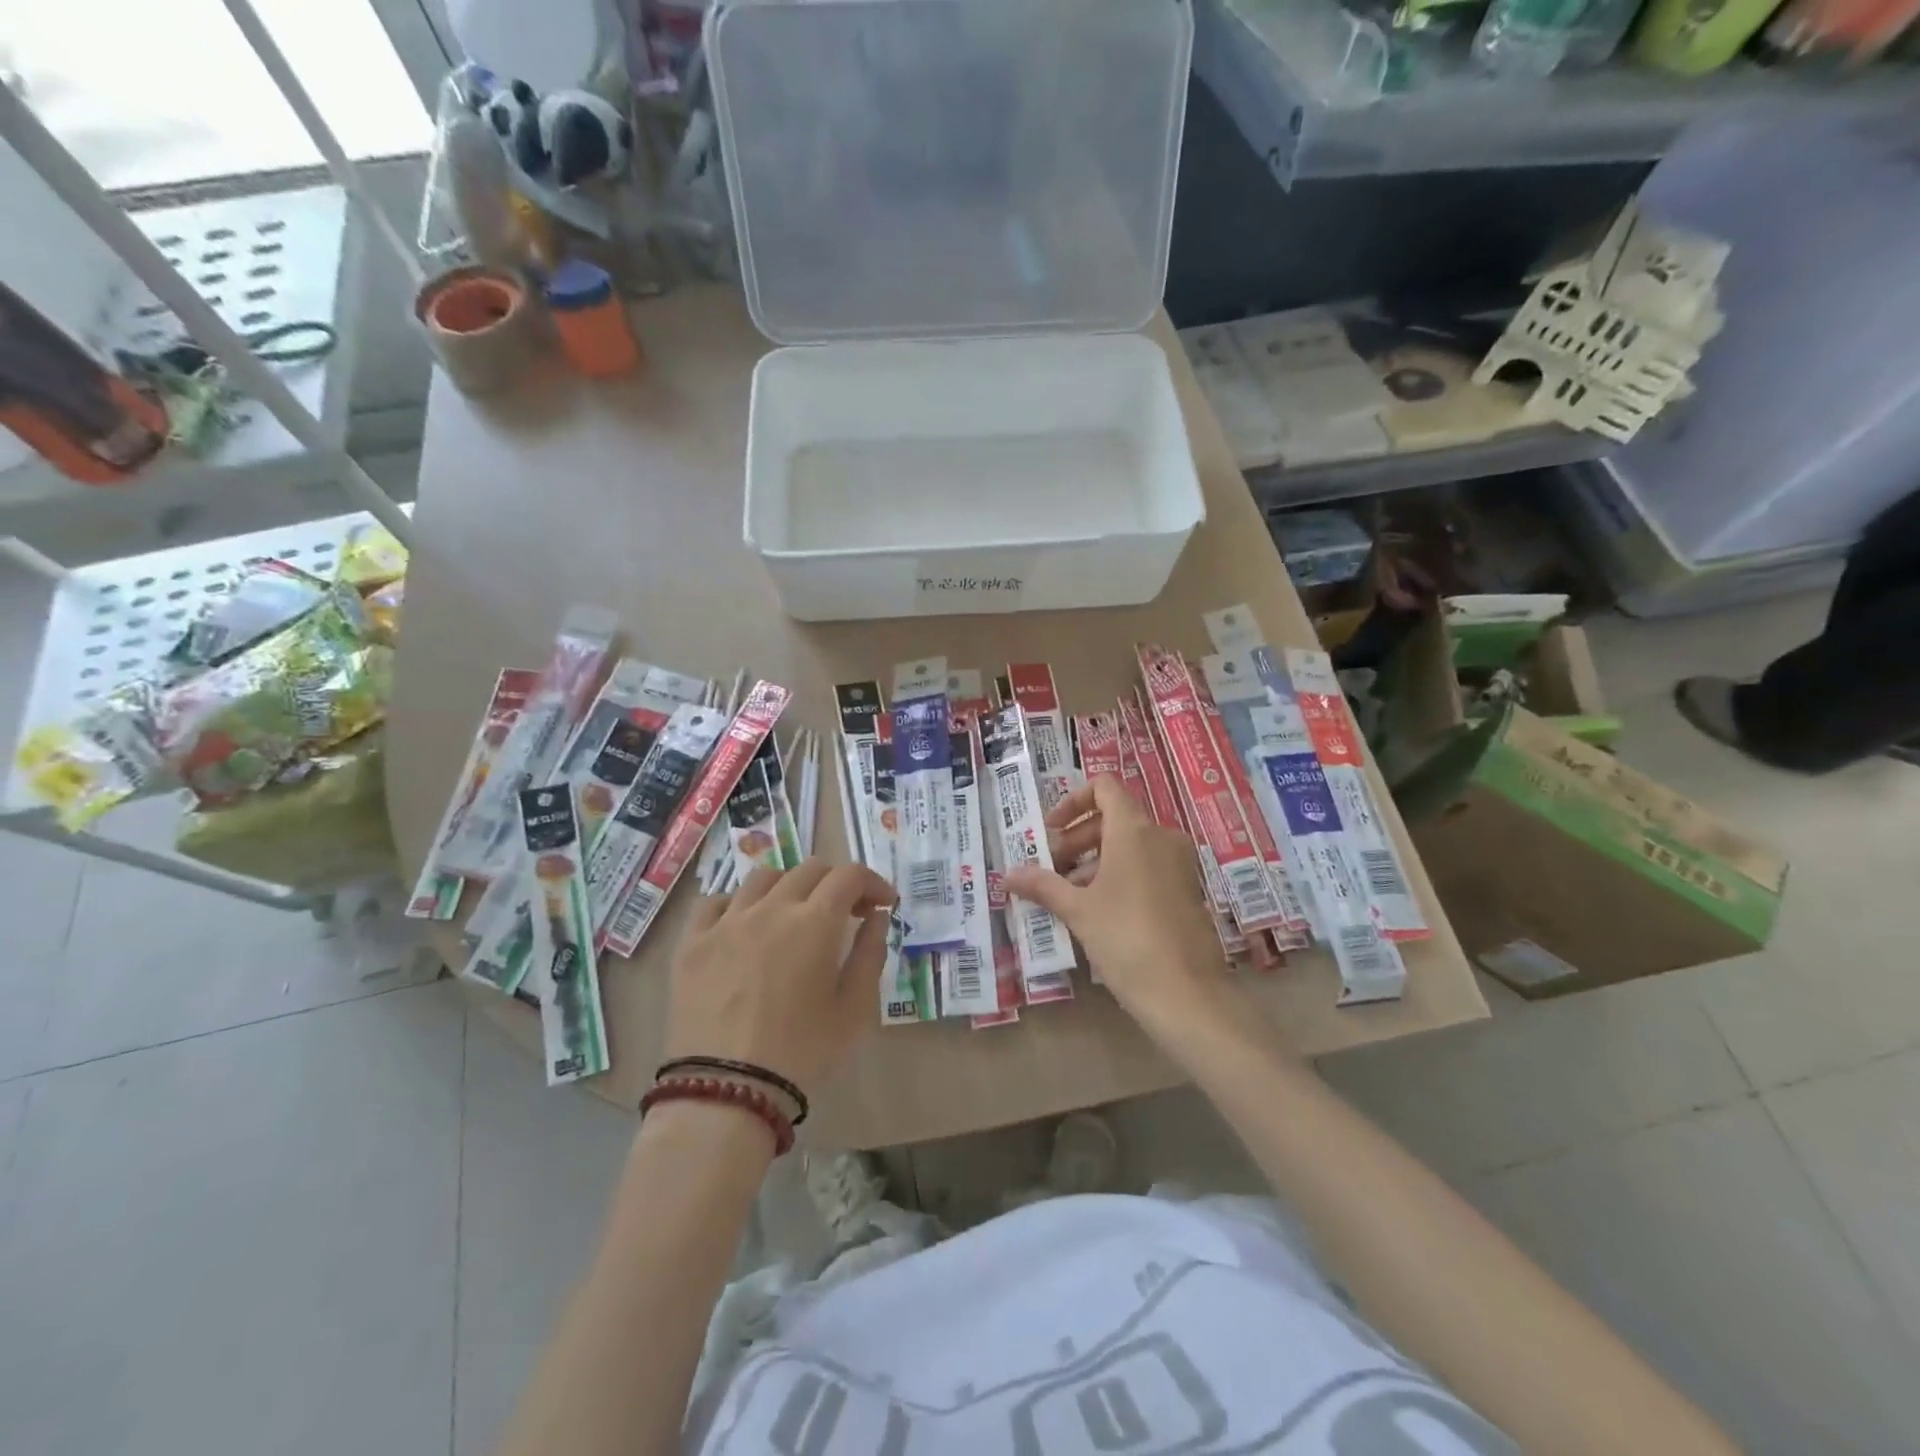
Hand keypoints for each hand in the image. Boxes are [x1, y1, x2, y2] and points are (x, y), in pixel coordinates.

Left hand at [663, 860, 895, 1102]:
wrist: (725, 1093)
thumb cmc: (802, 1054)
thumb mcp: (854, 1010)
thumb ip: (870, 954)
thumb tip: (876, 916)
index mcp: (814, 922)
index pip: (849, 876)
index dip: (872, 882)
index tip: (881, 904)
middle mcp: (770, 908)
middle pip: (809, 869)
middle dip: (836, 883)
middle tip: (846, 913)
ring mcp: (726, 922)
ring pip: (763, 878)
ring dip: (790, 887)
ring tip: (795, 916)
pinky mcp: (692, 942)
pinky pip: (716, 902)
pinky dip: (739, 904)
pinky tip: (745, 926)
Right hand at [1003, 775, 1239, 1043]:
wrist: (1187, 994)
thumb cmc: (1127, 939)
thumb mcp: (1078, 911)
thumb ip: (1043, 886)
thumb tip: (1008, 875)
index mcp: (1135, 830)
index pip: (1104, 787)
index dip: (1073, 800)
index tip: (1051, 830)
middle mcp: (1161, 837)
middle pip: (1113, 817)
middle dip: (1077, 838)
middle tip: (1051, 868)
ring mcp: (1179, 864)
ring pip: (1130, 845)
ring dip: (1095, 860)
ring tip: (1067, 894)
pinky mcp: (1187, 890)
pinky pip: (1147, 866)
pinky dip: (1119, 875)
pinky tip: (1097, 911)